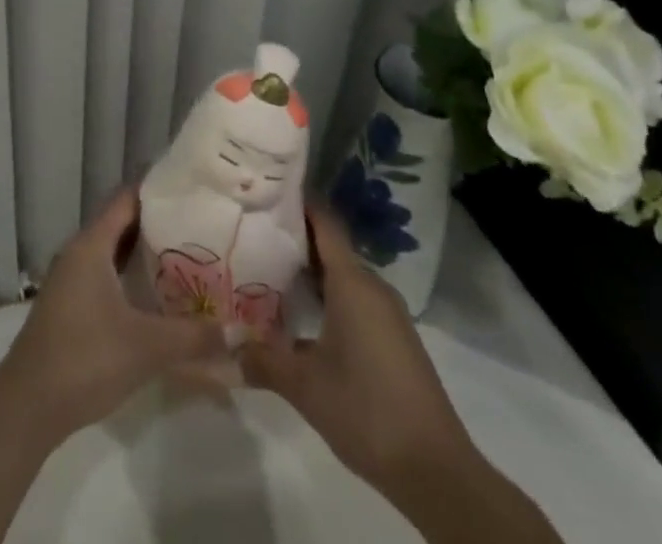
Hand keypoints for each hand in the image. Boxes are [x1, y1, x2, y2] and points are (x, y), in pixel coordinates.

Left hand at [0, 186, 224, 441]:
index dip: (156, 189)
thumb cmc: (86, 358)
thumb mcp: (146, 347)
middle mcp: (78, 252)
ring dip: (143, 251)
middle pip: (120, 223)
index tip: (190, 188)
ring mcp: (70, 279)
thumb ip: (193, 337)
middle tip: (198, 224)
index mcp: (91, 245)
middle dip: (157, 222)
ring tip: (186, 255)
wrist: (28, 404)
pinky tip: (155, 295)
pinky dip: (129, 274)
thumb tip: (239, 331)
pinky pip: (104, 273)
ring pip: (112, 251)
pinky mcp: (69, 305)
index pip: (126, 199)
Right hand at [238, 205, 473, 490]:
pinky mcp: (394, 339)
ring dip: (310, 271)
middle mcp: (372, 287)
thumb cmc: (366, 410)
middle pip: (330, 246)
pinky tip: (301, 316)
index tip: (265, 191)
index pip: (324, 221)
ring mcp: (388, 314)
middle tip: (252, 233)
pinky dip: (327, 296)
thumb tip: (224, 346)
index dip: (297, 202)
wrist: (437, 471)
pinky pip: (355, 299)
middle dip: (293, 238)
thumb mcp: (304, 387)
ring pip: (343, 275)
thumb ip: (262, 359)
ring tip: (267, 270)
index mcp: (352, 283)